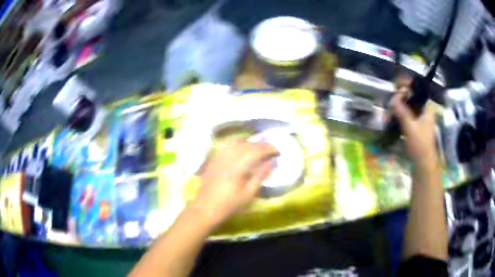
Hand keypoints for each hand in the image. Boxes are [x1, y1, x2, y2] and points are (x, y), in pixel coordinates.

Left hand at [191, 140, 278, 229]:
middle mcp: (228, 157)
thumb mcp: (249, 194)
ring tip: (258, 148)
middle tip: (271, 150)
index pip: (256, 150)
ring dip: (249, 143)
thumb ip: (261, 175)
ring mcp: (219, 157)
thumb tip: (272, 162)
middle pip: (247, 144)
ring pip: (236, 142)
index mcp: (238, 166)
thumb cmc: (229, 205)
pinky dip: (237, 144)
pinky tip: (241, 148)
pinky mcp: (213, 159)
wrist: (206, 209)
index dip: (268, 148)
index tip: (278, 151)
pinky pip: (227, 146)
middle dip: (261, 145)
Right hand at [390, 92, 438, 169]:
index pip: (418, 90)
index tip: (397, 86)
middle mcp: (424, 111)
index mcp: (427, 108)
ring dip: (398, 108)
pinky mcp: (415, 128)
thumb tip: (392, 98)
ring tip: (388, 113)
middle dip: (400, 98)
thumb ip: (402, 111)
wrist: (423, 165)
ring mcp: (420, 120)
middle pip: (412, 98)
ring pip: (408, 107)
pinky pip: (406, 116)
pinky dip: (399, 116)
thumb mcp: (410, 127)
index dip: (408, 85)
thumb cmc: (420, 145)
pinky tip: (391, 119)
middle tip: (390, 101)